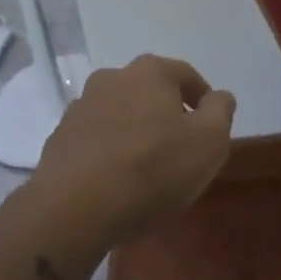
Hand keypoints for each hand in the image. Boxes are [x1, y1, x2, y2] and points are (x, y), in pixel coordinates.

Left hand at [33, 55, 235, 246]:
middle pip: (150, 91)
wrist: (74, 208)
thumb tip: (218, 97)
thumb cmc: (152, 169)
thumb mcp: (209, 142)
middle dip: (166, 114)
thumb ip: (220, 111)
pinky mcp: (60, 137)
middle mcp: (113, 77)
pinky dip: (109, 151)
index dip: (203, 101)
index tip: (210, 130)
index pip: (187, 75)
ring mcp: (81, 106)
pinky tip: (115, 180)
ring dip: (135, 131)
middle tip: (179, 149)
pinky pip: (95, 138)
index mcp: (150, 71)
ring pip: (120, 113)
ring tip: (146, 168)